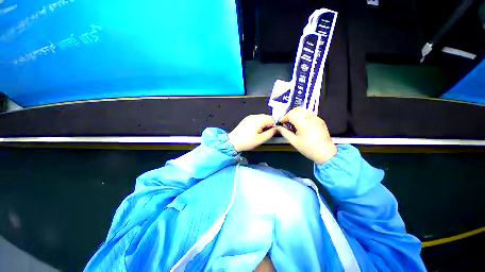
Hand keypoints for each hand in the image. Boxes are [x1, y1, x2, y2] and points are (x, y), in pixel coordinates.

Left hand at [228, 114, 276, 151]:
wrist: (233, 142)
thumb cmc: (246, 141)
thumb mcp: (261, 139)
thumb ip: (270, 133)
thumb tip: (276, 129)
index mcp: (258, 120)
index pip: (272, 119)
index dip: (273, 126)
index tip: (271, 133)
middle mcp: (254, 116)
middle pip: (267, 117)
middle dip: (268, 125)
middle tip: (265, 133)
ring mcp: (249, 117)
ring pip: (262, 118)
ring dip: (263, 124)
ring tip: (259, 133)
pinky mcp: (246, 120)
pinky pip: (256, 119)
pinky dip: (258, 124)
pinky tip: (255, 131)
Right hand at [277, 107, 336, 163]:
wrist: (325, 153)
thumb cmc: (309, 148)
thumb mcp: (294, 141)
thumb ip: (284, 133)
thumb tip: (279, 128)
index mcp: (304, 123)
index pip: (291, 115)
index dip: (284, 118)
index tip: (281, 122)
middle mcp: (311, 118)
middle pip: (297, 110)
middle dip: (289, 114)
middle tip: (286, 121)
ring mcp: (316, 118)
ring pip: (303, 110)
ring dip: (295, 114)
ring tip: (292, 122)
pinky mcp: (320, 120)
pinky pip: (309, 114)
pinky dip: (302, 116)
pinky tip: (300, 123)